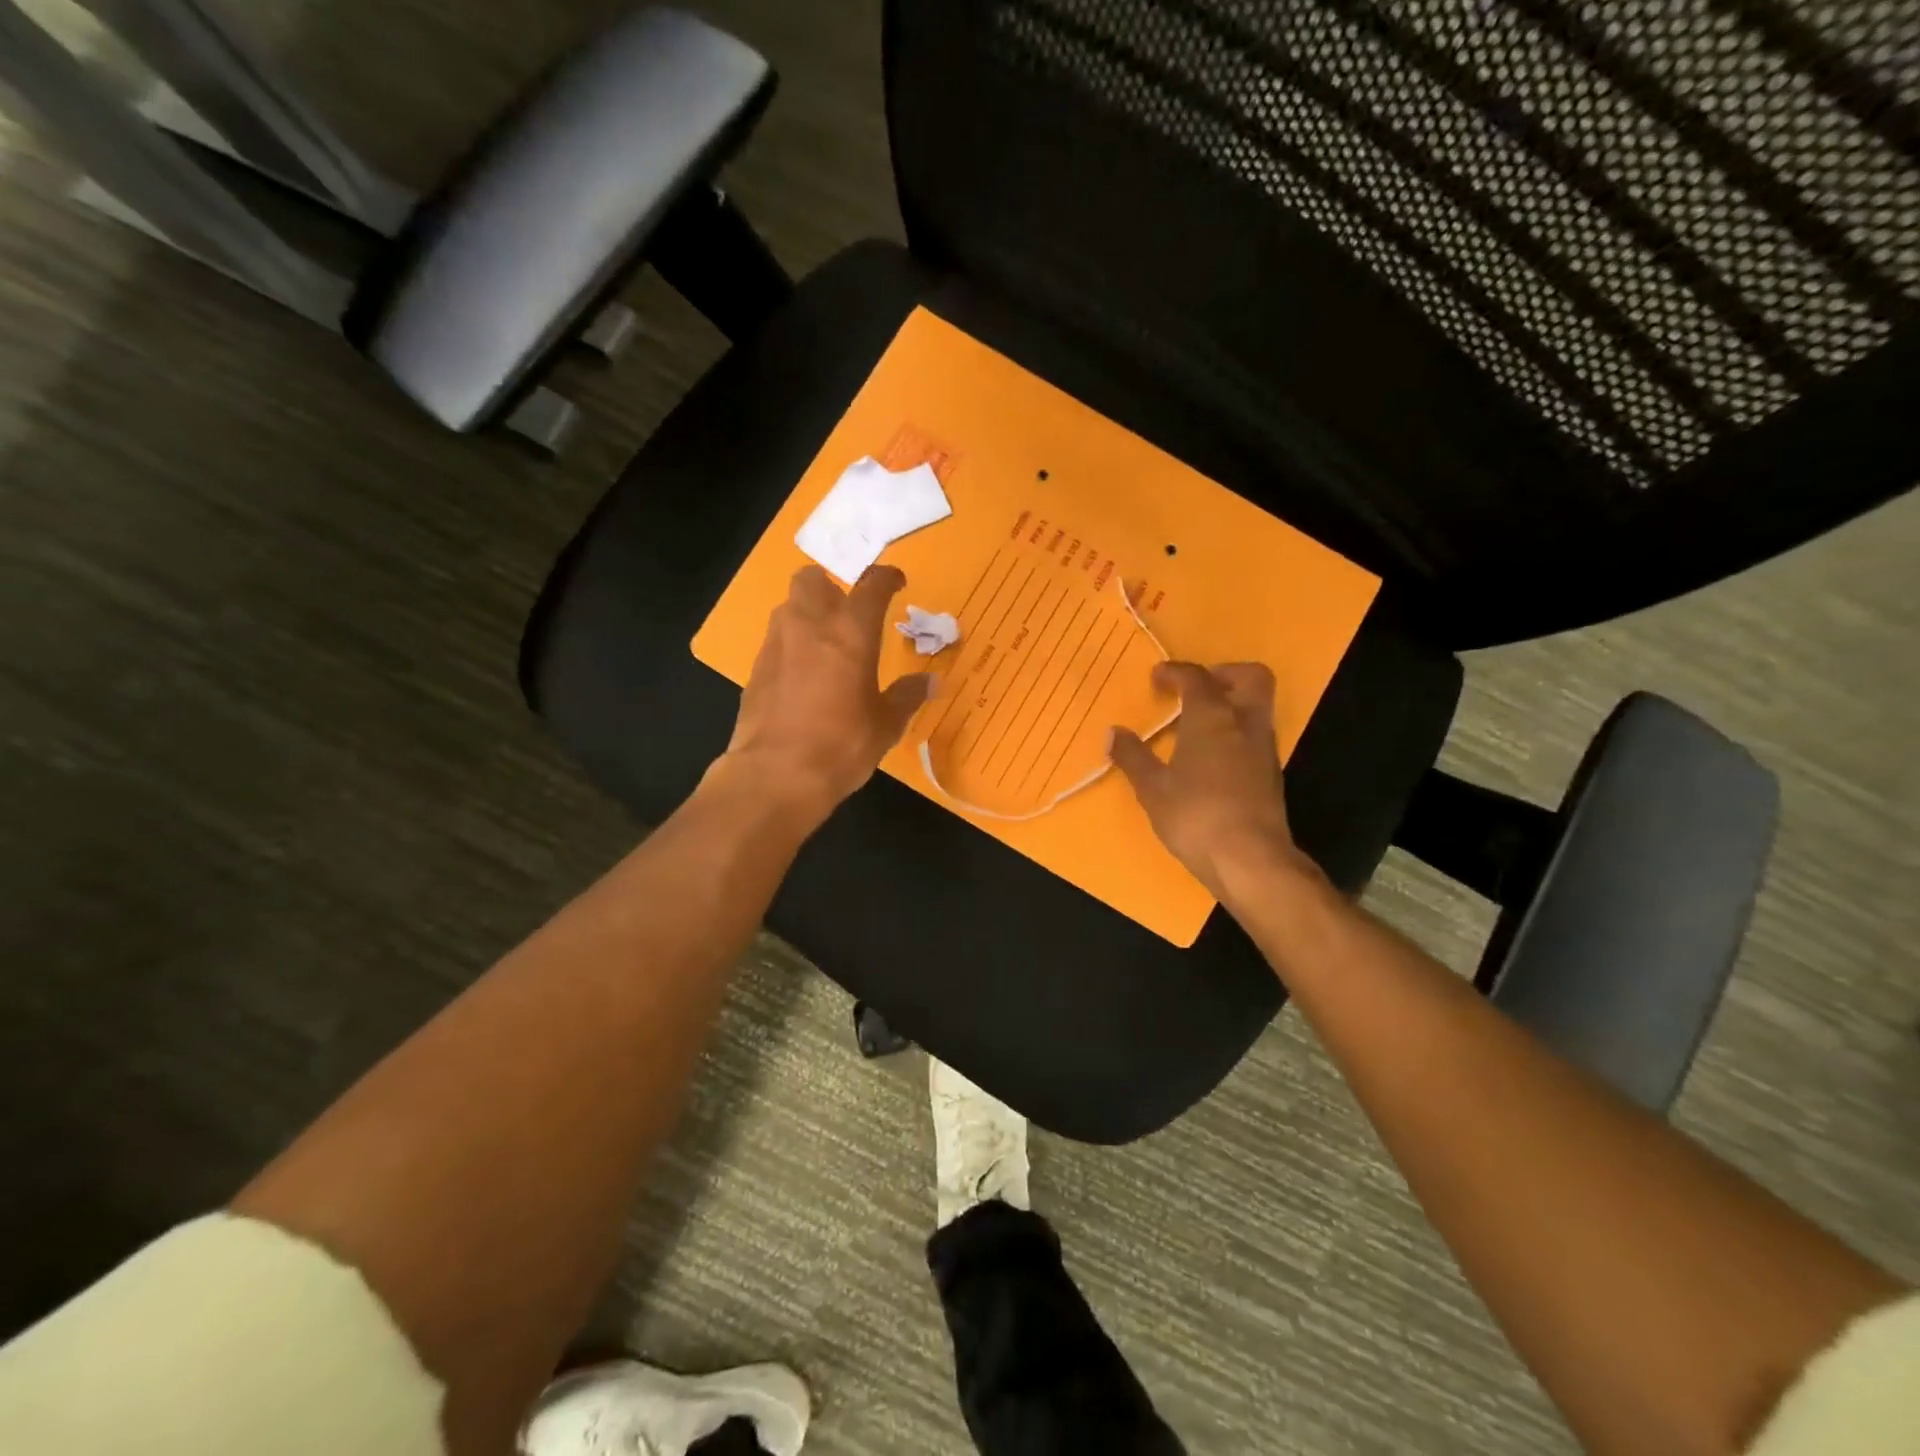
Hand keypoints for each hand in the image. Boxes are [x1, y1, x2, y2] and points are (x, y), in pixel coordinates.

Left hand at [718, 564, 932, 821]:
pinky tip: (803, 677)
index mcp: (851, 632)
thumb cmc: (842, 745)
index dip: (886, 577)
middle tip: (848, 612)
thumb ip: (907, 696)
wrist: (776, 775)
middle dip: (831, 586)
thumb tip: (931, 682)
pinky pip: (776, 641)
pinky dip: (791, 647)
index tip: (896, 582)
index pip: (871, 585)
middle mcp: (810, 625)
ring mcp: (777, 644)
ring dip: (807, 614)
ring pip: (789, 607)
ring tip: (826, 644)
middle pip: (813, 579)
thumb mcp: (886, 724)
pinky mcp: (756, 669)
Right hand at [1108, 662, 1318, 901]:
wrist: (1251, 860)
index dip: (1175, 672)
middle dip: (1224, 674)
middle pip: (1250, 677)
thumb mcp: (1153, 788)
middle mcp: (1244, 724)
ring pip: (1257, 707)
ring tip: (1197, 725)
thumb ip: (1133, 757)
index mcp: (1212, 718)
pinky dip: (1235, 732)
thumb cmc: (1196, 816)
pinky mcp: (1271, 775)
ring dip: (1231, 704)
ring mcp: (1263, 749)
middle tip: (1196, 689)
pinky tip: (1212, 758)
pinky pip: (1255, 735)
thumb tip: (1113, 733)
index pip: (1197, 678)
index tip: (1157, 678)